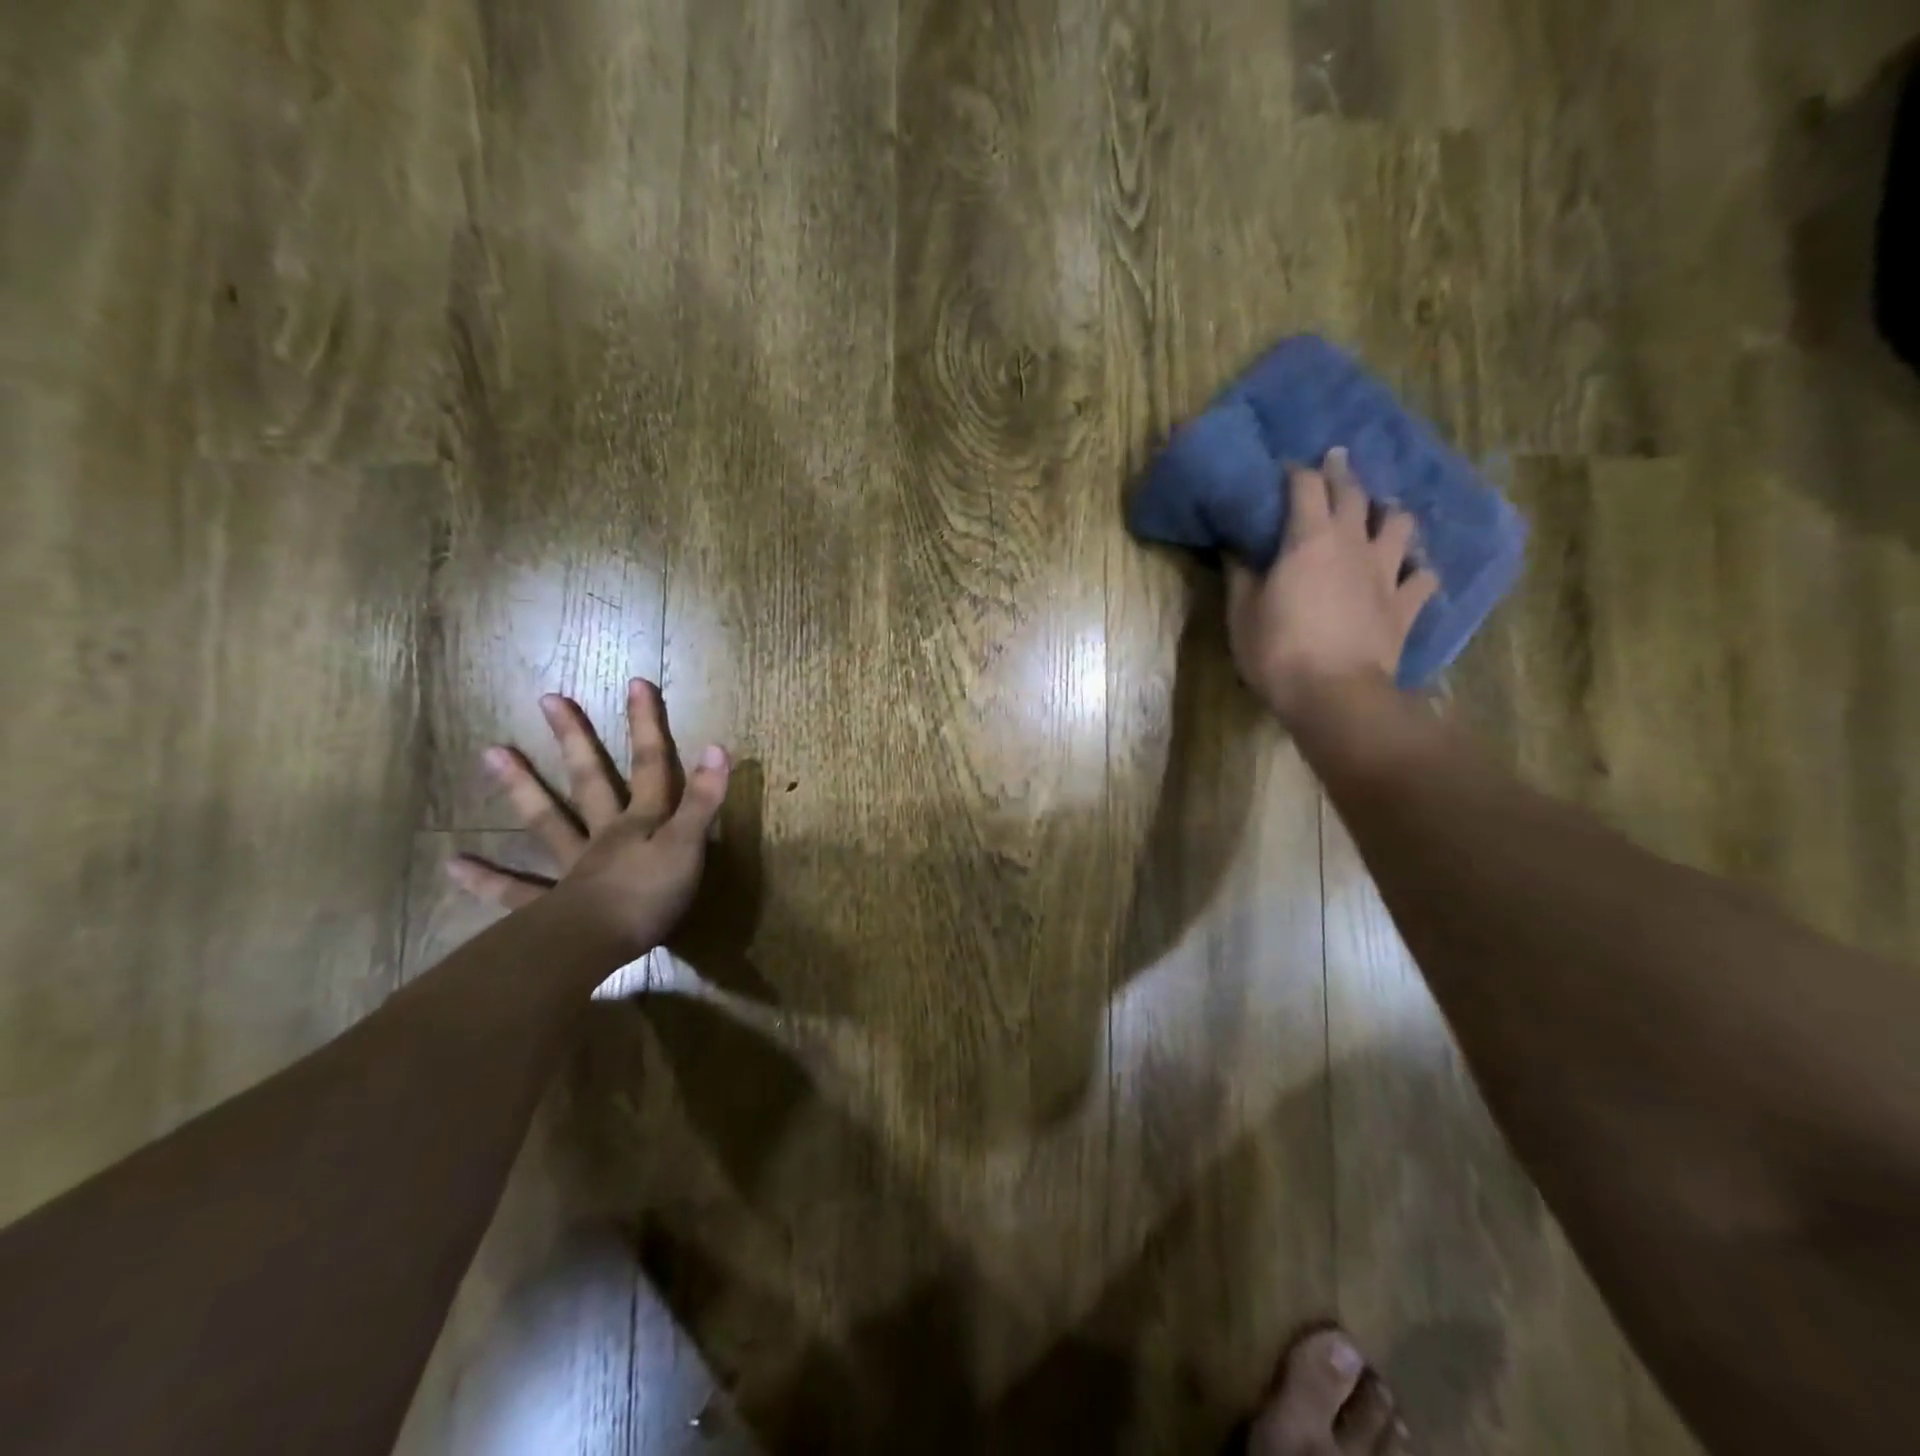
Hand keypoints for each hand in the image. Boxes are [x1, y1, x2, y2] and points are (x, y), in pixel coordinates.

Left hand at [447, 679, 730, 956]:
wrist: (597, 944)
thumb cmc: (650, 895)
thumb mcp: (688, 846)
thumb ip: (702, 800)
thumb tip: (718, 746)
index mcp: (641, 822)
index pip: (650, 765)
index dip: (647, 726)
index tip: (635, 684)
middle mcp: (604, 834)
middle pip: (591, 780)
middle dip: (576, 740)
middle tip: (549, 699)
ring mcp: (573, 866)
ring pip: (548, 821)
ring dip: (522, 788)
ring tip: (491, 752)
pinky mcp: (552, 905)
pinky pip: (515, 890)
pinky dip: (486, 879)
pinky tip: (453, 864)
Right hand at [1226, 447, 1437, 726]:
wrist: (1334, 694)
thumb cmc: (1278, 651)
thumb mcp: (1243, 613)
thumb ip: (1241, 575)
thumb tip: (1234, 548)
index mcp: (1309, 540)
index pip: (1306, 488)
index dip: (1296, 472)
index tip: (1286, 467)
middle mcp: (1353, 545)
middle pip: (1354, 495)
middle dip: (1343, 473)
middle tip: (1337, 459)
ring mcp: (1386, 574)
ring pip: (1399, 526)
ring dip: (1389, 513)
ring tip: (1381, 513)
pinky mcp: (1405, 605)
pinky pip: (1424, 577)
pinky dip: (1419, 567)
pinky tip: (1412, 569)